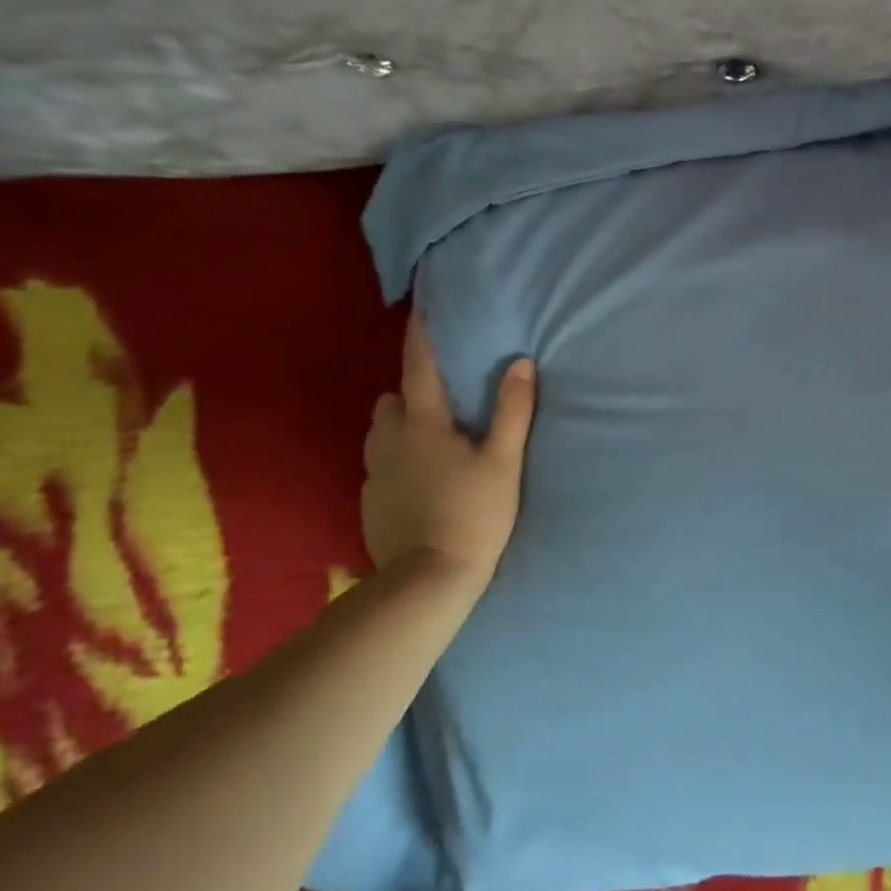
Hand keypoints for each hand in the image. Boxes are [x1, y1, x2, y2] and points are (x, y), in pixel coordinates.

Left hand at [361, 311, 536, 587]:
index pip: (419, 368)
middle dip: (410, 391)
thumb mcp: (504, 461)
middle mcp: (389, 443)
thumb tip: (521, 362)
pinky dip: (396, 460)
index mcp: (423, 426)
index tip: (421, 307)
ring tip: (430, 438)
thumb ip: (513, 410)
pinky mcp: (369, 504)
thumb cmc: (473, 514)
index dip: (422, 336)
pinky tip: (420, 480)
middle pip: (391, 401)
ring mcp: (374, 476)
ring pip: (380, 434)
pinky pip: (379, 467)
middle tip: (443, 398)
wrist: (428, 582)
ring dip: (400, 426)